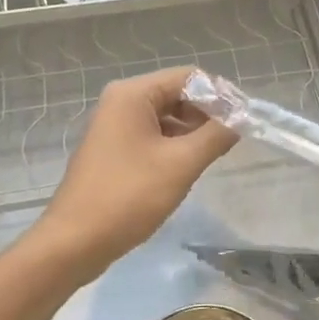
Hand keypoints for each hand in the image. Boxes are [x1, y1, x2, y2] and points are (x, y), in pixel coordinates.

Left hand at [30, 67, 237, 280]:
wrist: (74, 242)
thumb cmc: (128, 196)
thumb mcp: (181, 164)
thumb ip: (215, 135)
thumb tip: (241, 118)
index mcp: (133, 94)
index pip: (189, 77)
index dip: (220, 95)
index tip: (244, 119)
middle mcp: (121, 101)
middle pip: (177, 93)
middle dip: (207, 113)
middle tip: (233, 138)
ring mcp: (114, 126)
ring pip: (166, 116)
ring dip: (192, 130)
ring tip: (216, 153)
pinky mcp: (113, 149)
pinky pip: (152, 134)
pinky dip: (174, 144)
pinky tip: (190, 165)